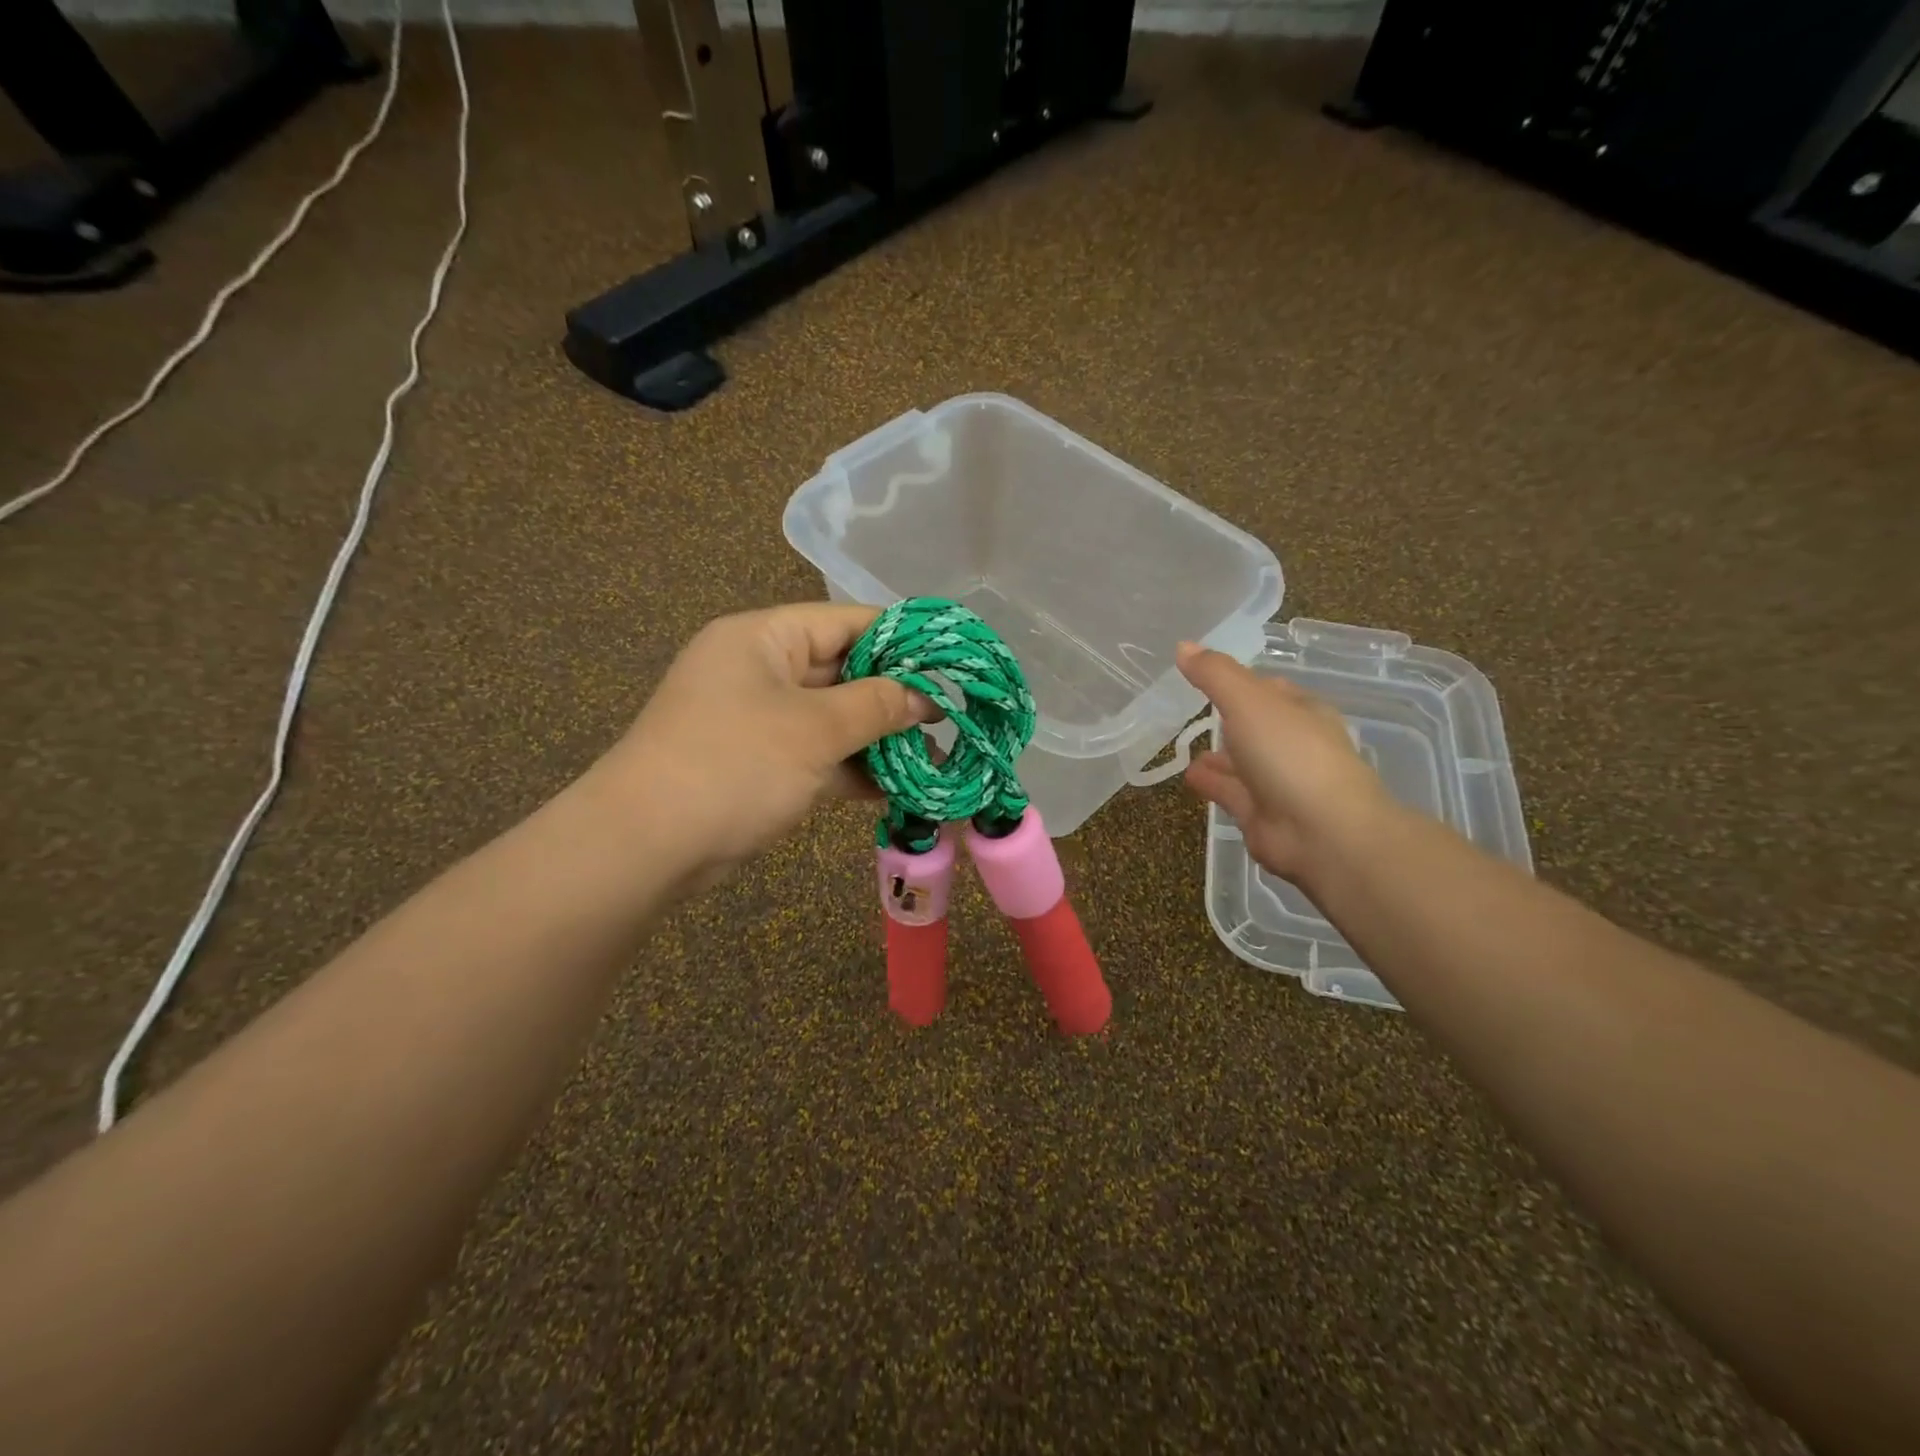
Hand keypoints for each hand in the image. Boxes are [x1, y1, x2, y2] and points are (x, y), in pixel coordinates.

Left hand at [599, 603, 935, 885]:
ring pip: (832, 717)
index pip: (847, 621)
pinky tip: (895, 788)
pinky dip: (851, 768)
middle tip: (949, 715)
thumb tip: (925, 699)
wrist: (647, 845)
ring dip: (877, 738)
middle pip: (842, 670)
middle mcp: (759, 669)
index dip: (902, 638)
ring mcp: (757, 719)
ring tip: (933, 755)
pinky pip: (816, 754)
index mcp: (764, 638)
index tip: (950, 660)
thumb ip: (877, 706)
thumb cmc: (735, 764)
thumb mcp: (816, 729)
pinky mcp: (757, 763)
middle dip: (894, 696)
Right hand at [1176, 642, 1397, 882]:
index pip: (1267, 688)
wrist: (1321, 832)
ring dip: (1218, 755)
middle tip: (1190, 709)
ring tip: (1183, 745)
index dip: (1239, 680)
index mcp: (1301, 711)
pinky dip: (1211, 782)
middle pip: (1254, 726)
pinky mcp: (1261, 815)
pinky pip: (1230, 792)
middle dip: (1228, 719)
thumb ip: (1215, 675)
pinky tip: (1188, 775)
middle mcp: (1293, 745)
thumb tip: (1183, 646)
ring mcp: (1278, 782)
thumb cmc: (1291, 755)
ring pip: (1241, 762)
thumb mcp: (1249, 702)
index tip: (1205, 674)